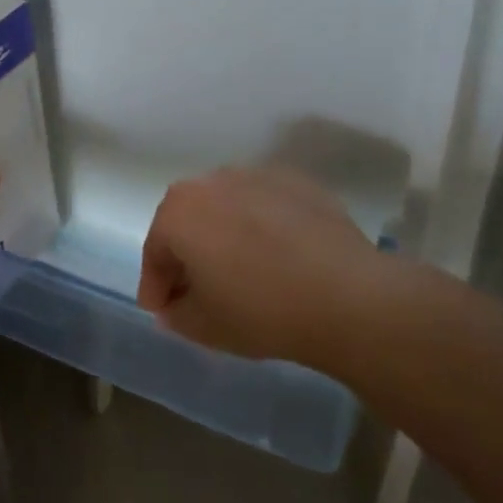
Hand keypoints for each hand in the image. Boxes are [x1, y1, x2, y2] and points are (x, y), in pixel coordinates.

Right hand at [137, 166, 383, 363]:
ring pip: (227, 208)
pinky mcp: (297, 182)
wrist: (348, 296)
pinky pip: (265, 205)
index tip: (162, 310)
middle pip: (188, 220)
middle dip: (187, 253)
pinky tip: (278, 256)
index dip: (155, 285)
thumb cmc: (261, 310)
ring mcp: (257, 175)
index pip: (155, 250)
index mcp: (179, 211)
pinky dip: (262, 226)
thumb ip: (175, 313)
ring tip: (242, 271)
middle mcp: (212, 181)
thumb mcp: (203, 326)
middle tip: (197, 289)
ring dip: (225, 235)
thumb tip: (174, 304)